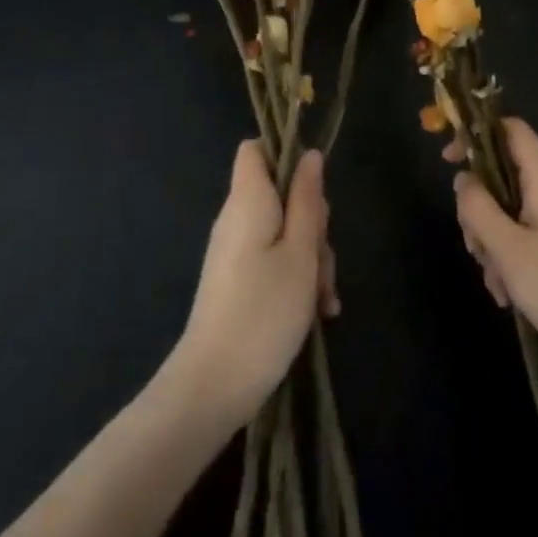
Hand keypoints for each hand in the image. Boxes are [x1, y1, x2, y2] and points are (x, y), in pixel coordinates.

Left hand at [171, 141, 337, 431]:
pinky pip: (272, 260)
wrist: (213, 386)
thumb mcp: (301, 252)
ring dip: (311, 258)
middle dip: (312, 222)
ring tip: (324, 299)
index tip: (313, 187)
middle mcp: (237, 218)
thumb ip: (307, 200)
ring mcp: (235, 251)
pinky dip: (295, 278)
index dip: (285, 155)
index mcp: (248, 200)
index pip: (255, 149)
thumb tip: (309, 155)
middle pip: (281, 194)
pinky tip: (317, 312)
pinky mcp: (237, 280)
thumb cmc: (263, 311)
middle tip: (322, 259)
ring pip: (283, 231)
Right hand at [451, 118, 537, 394]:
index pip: (511, 129)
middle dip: (480, 207)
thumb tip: (463, 178)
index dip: (476, 134)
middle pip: (504, 174)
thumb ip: (478, 207)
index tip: (448, 160)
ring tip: (496, 282)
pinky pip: (527, 235)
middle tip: (474, 245)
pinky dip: (511, 257)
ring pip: (511, 210)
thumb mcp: (508, 249)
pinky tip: (509, 294)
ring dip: (493, 240)